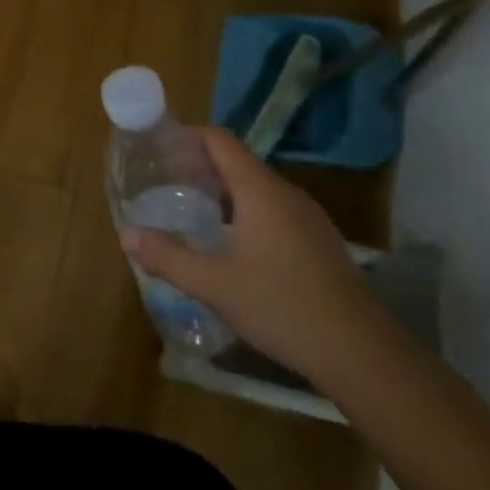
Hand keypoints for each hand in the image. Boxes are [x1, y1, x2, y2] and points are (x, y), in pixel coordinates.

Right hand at [122, 126, 383, 381]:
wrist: (361, 353)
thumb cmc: (281, 306)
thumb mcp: (214, 285)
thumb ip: (167, 257)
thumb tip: (128, 235)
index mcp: (259, 190)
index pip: (219, 140)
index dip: (187, 136)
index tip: (158, 148)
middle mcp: (285, 193)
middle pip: (236, 162)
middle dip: (199, 166)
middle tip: (165, 184)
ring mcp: (307, 217)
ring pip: (256, 188)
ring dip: (222, 192)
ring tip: (192, 212)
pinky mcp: (318, 241)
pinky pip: (274, 210)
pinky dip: (245, 212)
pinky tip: (232, 246)